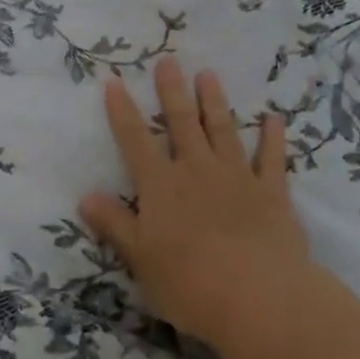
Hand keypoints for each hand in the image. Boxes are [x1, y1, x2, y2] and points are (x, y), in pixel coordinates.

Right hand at [79, 57, 312, 351]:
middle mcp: (197, 171)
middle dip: (172, 91)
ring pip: (223, 130)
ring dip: (215, 102)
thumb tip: (86, 196)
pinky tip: (274, 118)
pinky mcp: (272, 192)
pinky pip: (272, 158)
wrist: (257, 297)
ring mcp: (237, 177)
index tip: (114, 82)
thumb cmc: (188, 283)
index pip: (135, 141)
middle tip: (169, 61)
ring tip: (209, 74)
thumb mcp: (140, 258)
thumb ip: (115, 224)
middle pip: (181, 124)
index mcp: (162, 186)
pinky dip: (273, 138)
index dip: (123, 112)